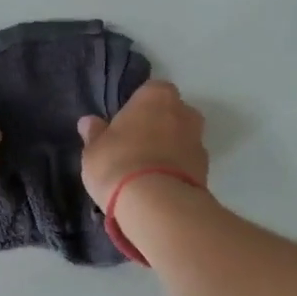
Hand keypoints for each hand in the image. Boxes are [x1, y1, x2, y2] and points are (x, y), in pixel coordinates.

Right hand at [77, 80, 208, 212]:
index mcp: (156, 96)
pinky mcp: (206, 171)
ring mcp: (199, 142)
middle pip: (172, 113)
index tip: (125, 124)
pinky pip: (187, 164)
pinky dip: (177, 171)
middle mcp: (183, 112)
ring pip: (182, 139)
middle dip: (159, 126)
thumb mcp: (94, 150)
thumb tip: (89, 122)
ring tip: (147, 171)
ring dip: (169, 149)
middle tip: (135, 146)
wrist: (157, 205)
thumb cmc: (119, 163)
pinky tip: (159, 187)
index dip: (138, 106)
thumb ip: (95, 133)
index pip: (150, 90)